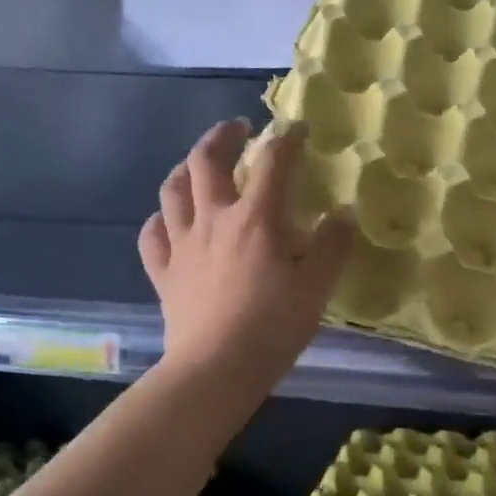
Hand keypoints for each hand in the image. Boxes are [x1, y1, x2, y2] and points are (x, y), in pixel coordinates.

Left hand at [138, 120, 354, 394]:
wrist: (216, 368)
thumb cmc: (273, 325)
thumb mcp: (318, 285)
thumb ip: (333, 245)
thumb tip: (343, 213)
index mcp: (256, 219)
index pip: (272, 163)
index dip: (286, 139)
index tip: (297, 127)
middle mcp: (213, 220)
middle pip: (206, 162)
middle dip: (222, 136)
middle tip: (237, 128)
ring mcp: (182, 246)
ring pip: (172, 191)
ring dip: (185, 168)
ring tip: (197, 165)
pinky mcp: (164, 274)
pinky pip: (152, 236)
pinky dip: (160, 220)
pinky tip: (168, 220)